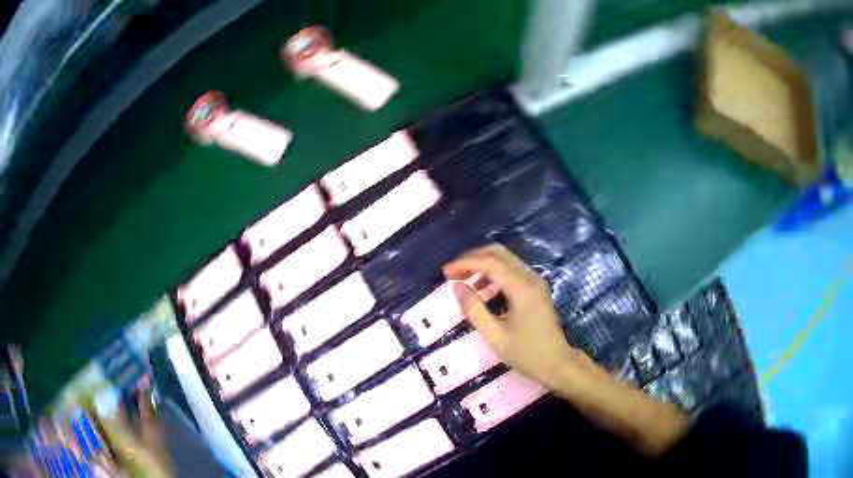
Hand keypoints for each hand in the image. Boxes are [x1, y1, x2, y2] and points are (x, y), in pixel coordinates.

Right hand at [443, 244, 582, 386]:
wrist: (557, 363)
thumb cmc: (526, 353)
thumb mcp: (494, 335)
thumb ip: (474, 309)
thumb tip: (456, 286)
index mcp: (521, 287)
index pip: (489, 263)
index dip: (465, 263)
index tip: (445, 272)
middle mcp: (530, 277)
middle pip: (498, 253)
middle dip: (473, 258)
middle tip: (453, 273)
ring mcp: (535, 281)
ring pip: (505, 259)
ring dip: (483, 264)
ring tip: (463, 280)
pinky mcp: (536, 288)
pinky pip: (512, 270)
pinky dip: (494, 272)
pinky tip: (482, 288)